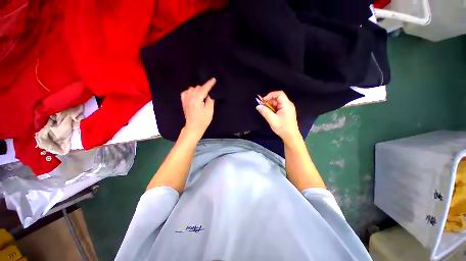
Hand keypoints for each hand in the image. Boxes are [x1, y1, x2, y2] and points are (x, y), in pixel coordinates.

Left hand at [180, 78, 215, 139]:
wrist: (193, 127)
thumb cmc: (203, 121)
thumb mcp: (209, 111)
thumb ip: (210, 101)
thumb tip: (210, 94)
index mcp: (196, 101)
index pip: (204, 89)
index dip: (209, 84)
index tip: (213, 80)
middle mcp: (189, 98)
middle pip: (197, 88)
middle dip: (204, 88)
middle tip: (209, 93)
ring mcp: (185, 100)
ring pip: (192, 89)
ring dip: (198, 90)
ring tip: (202, 95)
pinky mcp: (183, 102)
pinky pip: (186, 92)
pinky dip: (191, 91)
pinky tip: (194, 95)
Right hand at [256, 91, 299, 142]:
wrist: (291, 136)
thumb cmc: (282, 128)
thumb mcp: (272, 120)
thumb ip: (265, 112)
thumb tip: (258, 106)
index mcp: (286, 105)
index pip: (279, 94)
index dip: (270, 95)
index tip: (263, 101)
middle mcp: (288, 104)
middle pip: (278, 98)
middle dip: (269, 101)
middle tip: (262, 106)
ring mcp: (287, 108)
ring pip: (277, 102)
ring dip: (270, 105)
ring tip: (265, 111)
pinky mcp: (286, 112)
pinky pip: (278, 107)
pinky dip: (273, 108)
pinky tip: (269, 113)